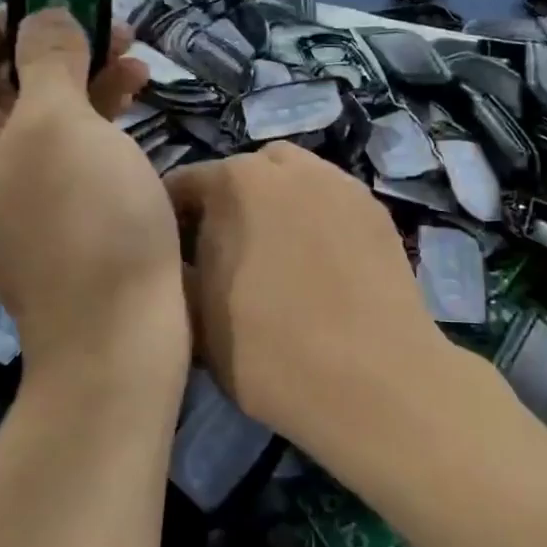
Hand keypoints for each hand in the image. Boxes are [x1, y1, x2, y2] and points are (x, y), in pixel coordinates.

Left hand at [0, 9, 187, 371]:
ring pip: (34, 121)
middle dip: (53, 50)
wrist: (117, 332)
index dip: (1, 22)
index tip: (57, 4)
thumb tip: (44, 16)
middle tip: (109, 27)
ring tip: (134, 57)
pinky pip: (56, 157)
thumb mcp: (62, 119)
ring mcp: (2, 203)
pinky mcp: (44, 222)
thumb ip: (47, 54)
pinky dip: (89, 125)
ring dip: (80, 82)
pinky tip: (134, 99)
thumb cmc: (83, 216)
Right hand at [164, 143, 451, 455]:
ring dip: (276, 206)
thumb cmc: (269, 351)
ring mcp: (340, 183)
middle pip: (242, 175)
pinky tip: (322, 264)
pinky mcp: (376, 209)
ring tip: (278, 257)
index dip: (170, 222)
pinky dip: (317, 220)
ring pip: (293, 182)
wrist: (374, 379)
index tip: (171, 256)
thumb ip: (177, 270)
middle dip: (227, 206)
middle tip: (225, 255)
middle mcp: (289, 166)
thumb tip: (182, 255)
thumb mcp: (194, 318)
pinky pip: (330, 202)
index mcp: (235, 182)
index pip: (183, 185)